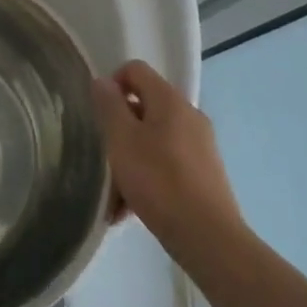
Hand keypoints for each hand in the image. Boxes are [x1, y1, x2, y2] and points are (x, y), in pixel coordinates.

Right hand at [92, 61, 248, 271]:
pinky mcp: (204, 172)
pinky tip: (132, 204)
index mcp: (170, 101)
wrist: (207, 236)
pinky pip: (166, 160)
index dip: (111, 84)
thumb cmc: (157, 181)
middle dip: (119, 126)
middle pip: (144, 105)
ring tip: (115, 187)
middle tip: (104, 153)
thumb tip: (103, 81)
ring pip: (153, 136)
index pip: (135, 70)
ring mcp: (201, 144)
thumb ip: (109, 106)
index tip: (99, 114)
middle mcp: (189, 115)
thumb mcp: (121, 139)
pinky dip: (147, 172)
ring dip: (130, 154)